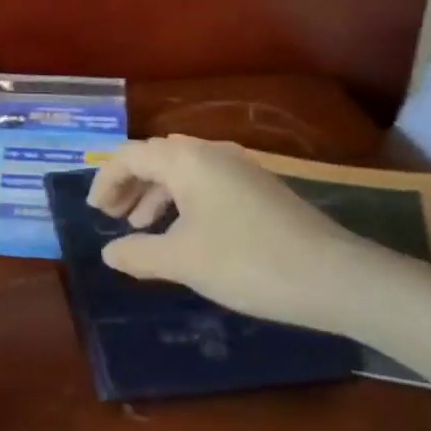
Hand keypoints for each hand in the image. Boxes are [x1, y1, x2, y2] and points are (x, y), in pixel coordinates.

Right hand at [88, 136, 410, 334]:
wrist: (336, 277)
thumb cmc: (248, 262)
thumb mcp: (183, 261)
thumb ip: (138, 253)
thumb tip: (108, 253)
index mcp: (186, 159)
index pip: (129, 156)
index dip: (105, 180)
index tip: (93, 212)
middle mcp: (210, 153)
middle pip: (155, 158)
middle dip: (128, 185)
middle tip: (110, 218)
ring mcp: (239, 169)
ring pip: (181, 172)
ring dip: (154, 195)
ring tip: (140, 228)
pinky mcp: (258, 189)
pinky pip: (204, 184)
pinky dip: (182, 202)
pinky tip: (183, 234)